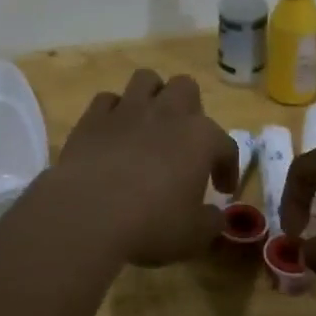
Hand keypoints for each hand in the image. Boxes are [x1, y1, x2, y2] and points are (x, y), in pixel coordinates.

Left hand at [48, 70, 238, 266]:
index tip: (222, 189)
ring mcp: (127, 110)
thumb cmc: (151, 225)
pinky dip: (113, 112)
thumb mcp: (194, 235)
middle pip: (185, 87)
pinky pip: (107, 100)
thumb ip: (211, 222)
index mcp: (200, 138)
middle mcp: (166, 113)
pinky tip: (113, 133)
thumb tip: (216, 216)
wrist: (88, 214)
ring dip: (152, 96)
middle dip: (189, 108)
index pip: (225, 145)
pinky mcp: (92, 117)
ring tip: (150, 124)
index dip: (227, 166)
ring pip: (146, 80)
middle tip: (184, 141)